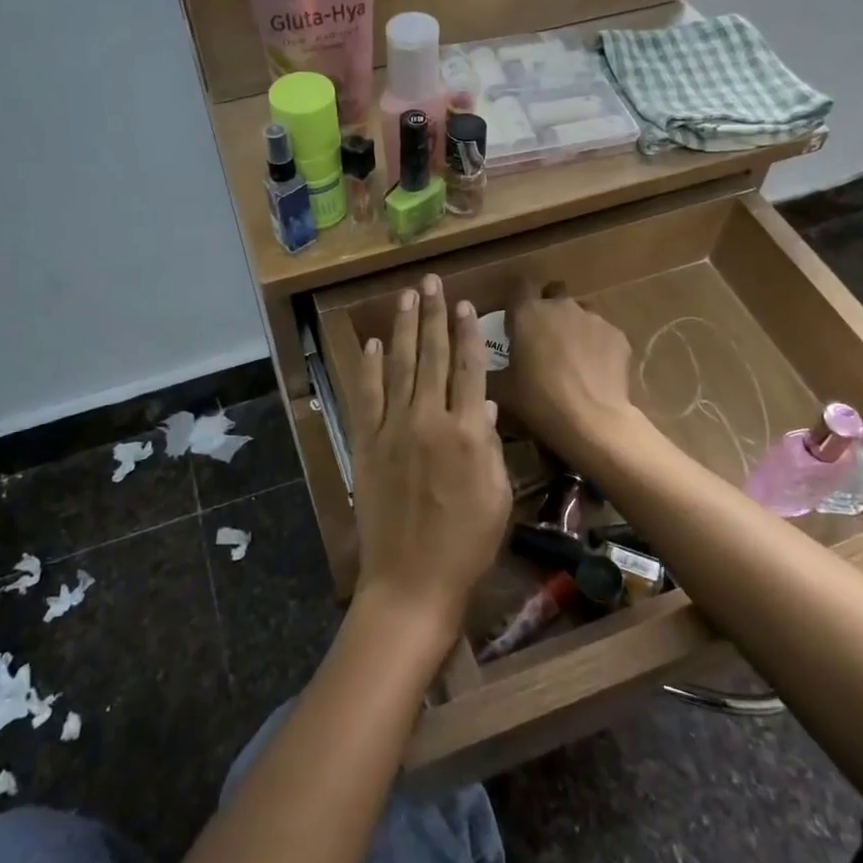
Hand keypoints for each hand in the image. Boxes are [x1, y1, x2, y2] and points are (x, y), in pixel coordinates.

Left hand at [347, 275, 511, 638]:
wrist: (412, 580)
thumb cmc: (467, 543)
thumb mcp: (496, 494)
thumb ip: (491, 444)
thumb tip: (488, 405)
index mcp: (468, 432)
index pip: (469, 368)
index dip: (467, 332)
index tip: (464, 303)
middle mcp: (430, 419)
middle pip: (433, 356)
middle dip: (433, 315)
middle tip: (431, 282)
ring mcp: (393, 429)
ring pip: (399, 366)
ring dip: (403, 328)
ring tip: (406, 297)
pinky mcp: (366, 444)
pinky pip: (367, 397)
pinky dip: (368, 369)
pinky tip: (370, 344)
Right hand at [499, 286, 637, 465]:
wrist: (591, 421)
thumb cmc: (538, 401)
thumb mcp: (501, 388)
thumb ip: (489, 366)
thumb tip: (481, 362)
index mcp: (528, 313)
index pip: (519, 287)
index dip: (517, 301)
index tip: (514, 321)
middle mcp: (561, 306)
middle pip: (553, 293)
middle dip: (548, 308)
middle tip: (543, 338)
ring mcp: (593, 318)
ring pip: (581, 313)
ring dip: (573, 327)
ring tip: (572, 358)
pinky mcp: (617, 335)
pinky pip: (603, 334)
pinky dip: (597, 346)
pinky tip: (595, 371)